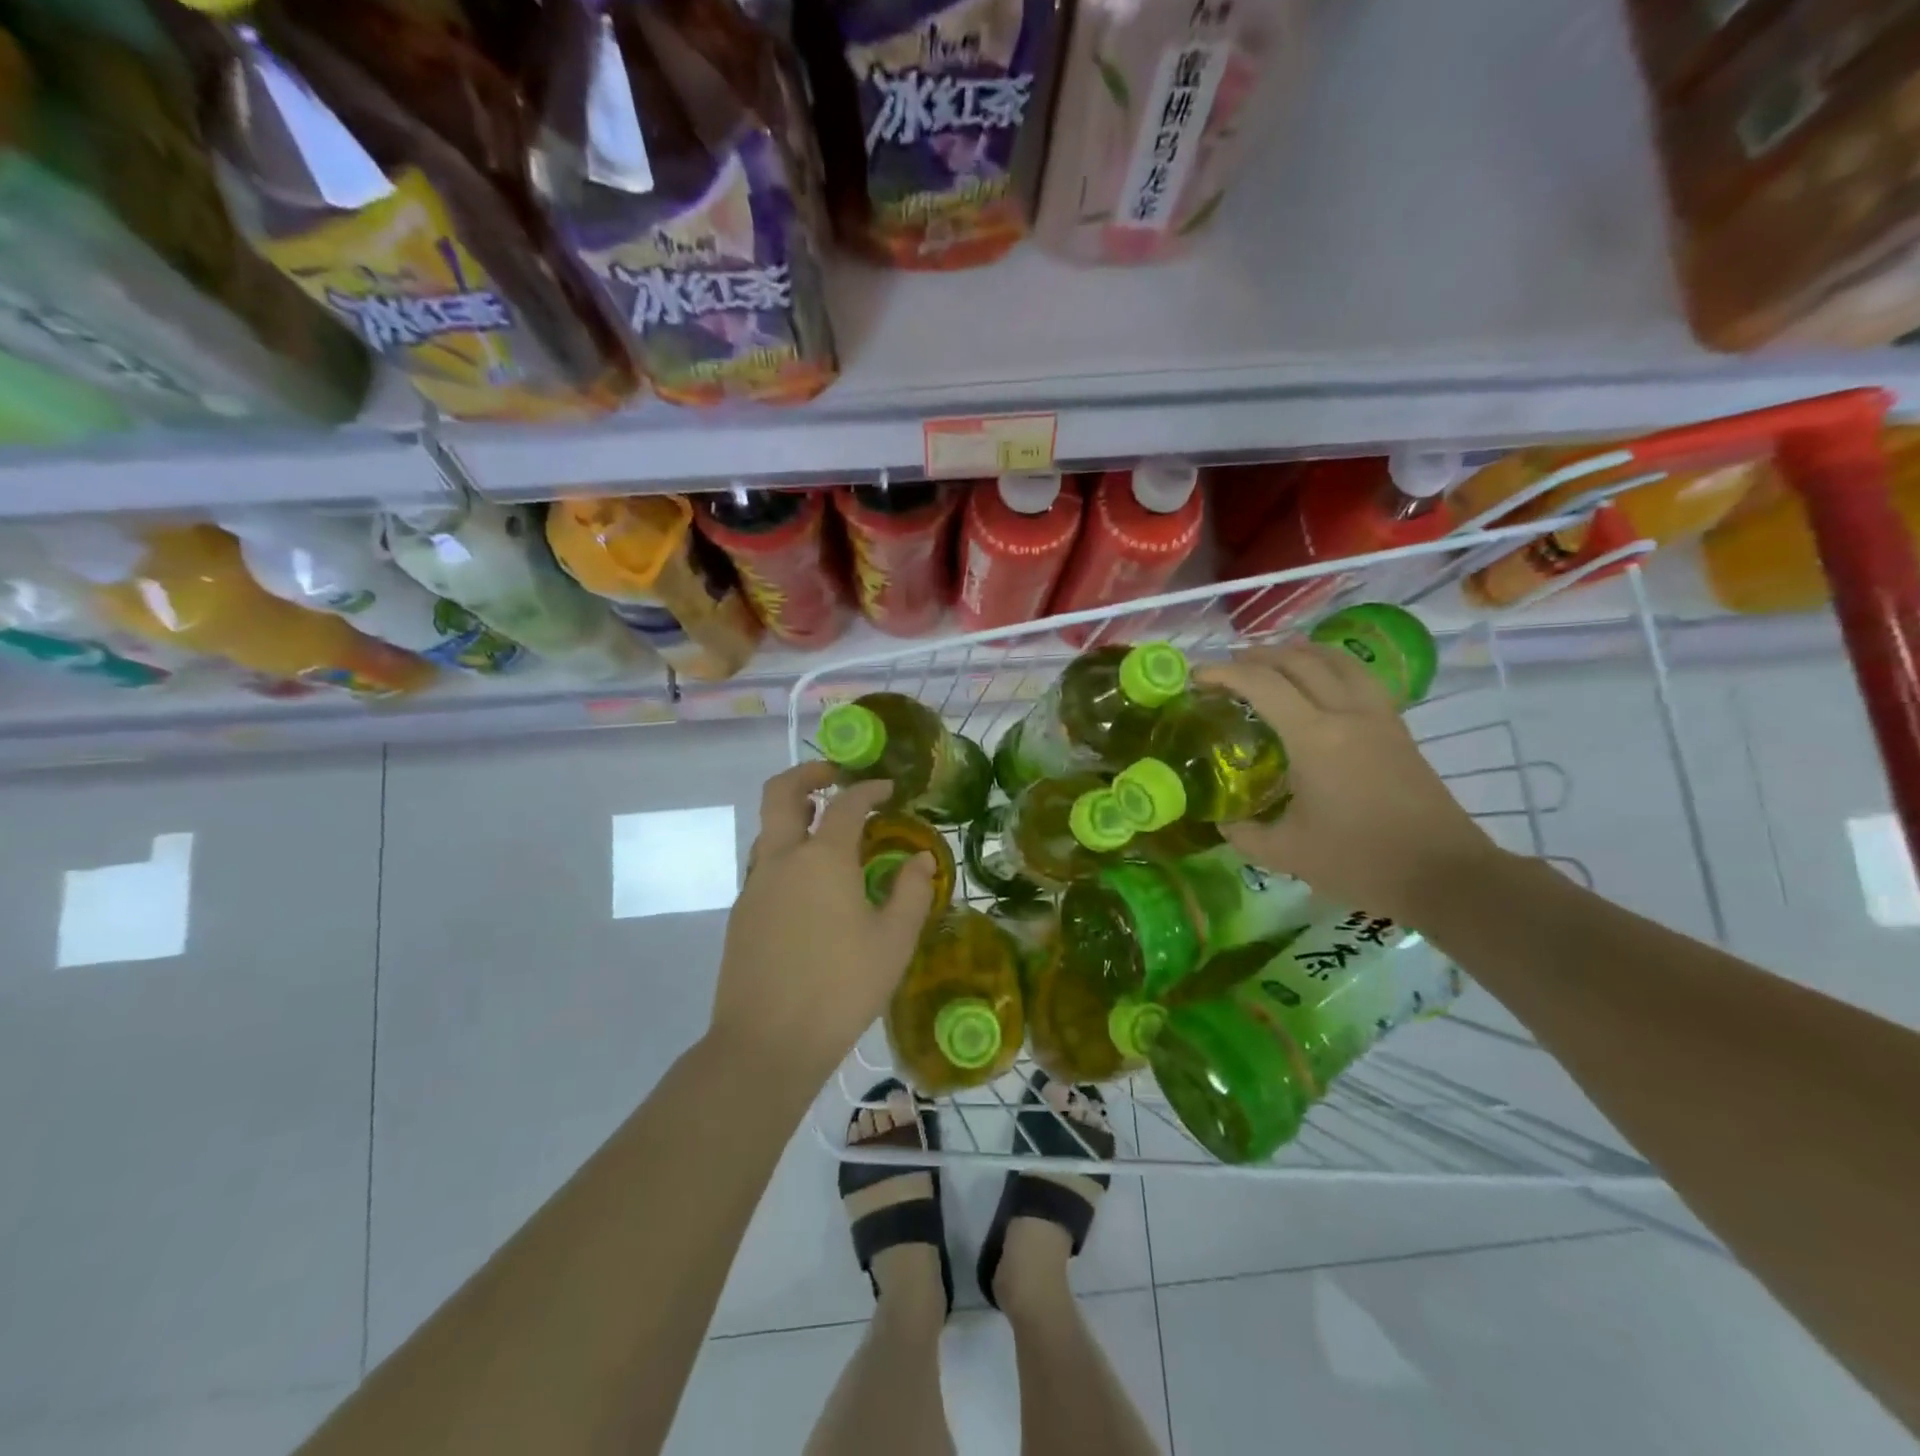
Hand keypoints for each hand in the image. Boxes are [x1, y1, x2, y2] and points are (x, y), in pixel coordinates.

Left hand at [708, 762, 935, 1094]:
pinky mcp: (741, 913)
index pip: (846, 804)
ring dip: (795, 815)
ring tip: (827, 832)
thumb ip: (911, 893)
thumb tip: (921, 860)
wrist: (766, 1043)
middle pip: (781, 793)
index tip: (888, 789)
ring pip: (768, 829)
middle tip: (835, 776)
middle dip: (808, 774)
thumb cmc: (841, 989)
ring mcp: (754, 885)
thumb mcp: (893, 942)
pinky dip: (787, 853)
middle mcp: (781, 859)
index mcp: (822, 858)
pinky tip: (811, 887)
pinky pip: (765, 865)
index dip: (869, 789)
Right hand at [1200, 643, 1499, 923]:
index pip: (1262, 684)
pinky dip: (1329, 665)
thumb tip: (1222, 822)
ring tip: (1270, 661)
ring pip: (1335, 659)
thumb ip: (1245, 834)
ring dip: (1297, 652)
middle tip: (1226, 668)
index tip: (1196, 677)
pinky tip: (1319, 683)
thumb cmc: (1360, 861)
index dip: (1224, 673)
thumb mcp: (1286, 854)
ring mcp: (1378, 716)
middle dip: (1256, 656)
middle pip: (1298, 660)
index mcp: (1314, 738)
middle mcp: (1347, 713)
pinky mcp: (1397, 728)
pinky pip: (1358, 677)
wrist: (1444, 874)